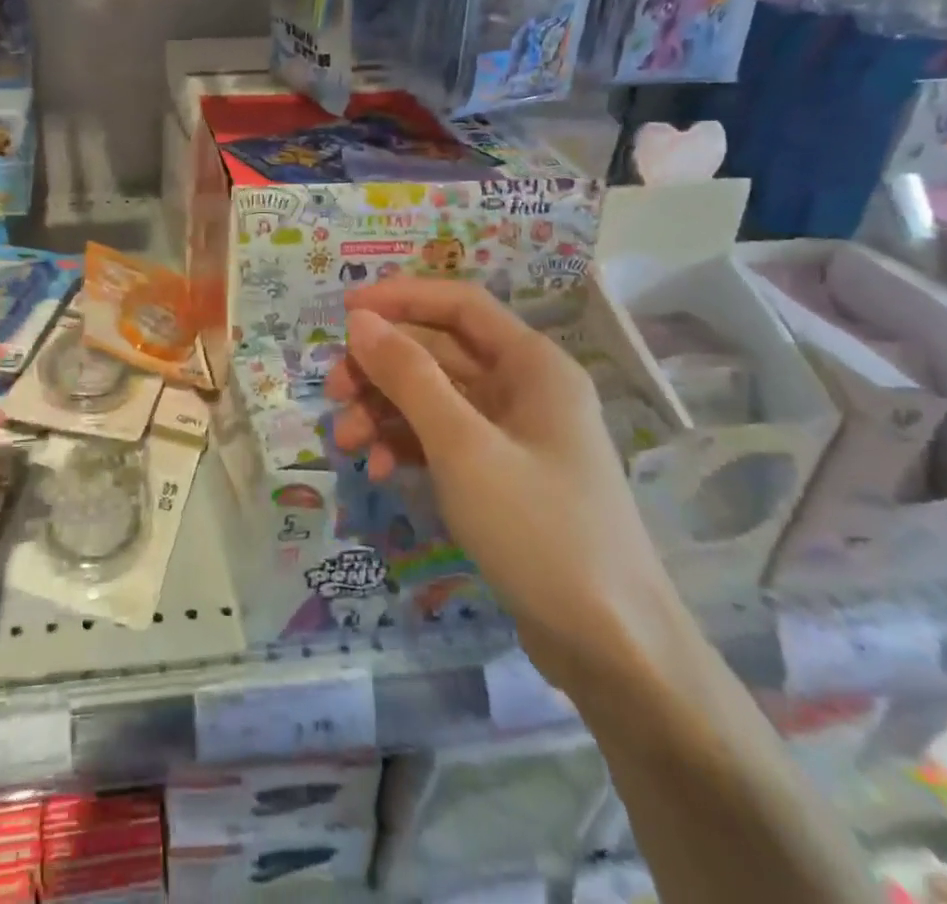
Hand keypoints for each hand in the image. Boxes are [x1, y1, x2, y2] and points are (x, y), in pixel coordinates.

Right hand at [324, 278, 685, 690]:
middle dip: (380, 368)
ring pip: (433, 399)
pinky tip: (380, 470)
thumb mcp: (463, 446)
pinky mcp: (502, 475)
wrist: (613, 649)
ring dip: (385, 412)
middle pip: (437, 353)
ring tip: (344, 443)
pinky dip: (407, 446)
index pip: (458, 304)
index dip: (400, 298)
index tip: (343, 310)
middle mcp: (525, 388)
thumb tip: (359, 320)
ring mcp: (513, 435)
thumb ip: (408, 376)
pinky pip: (442, 440)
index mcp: (532, 365)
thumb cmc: (540, 529)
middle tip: (333, 391)